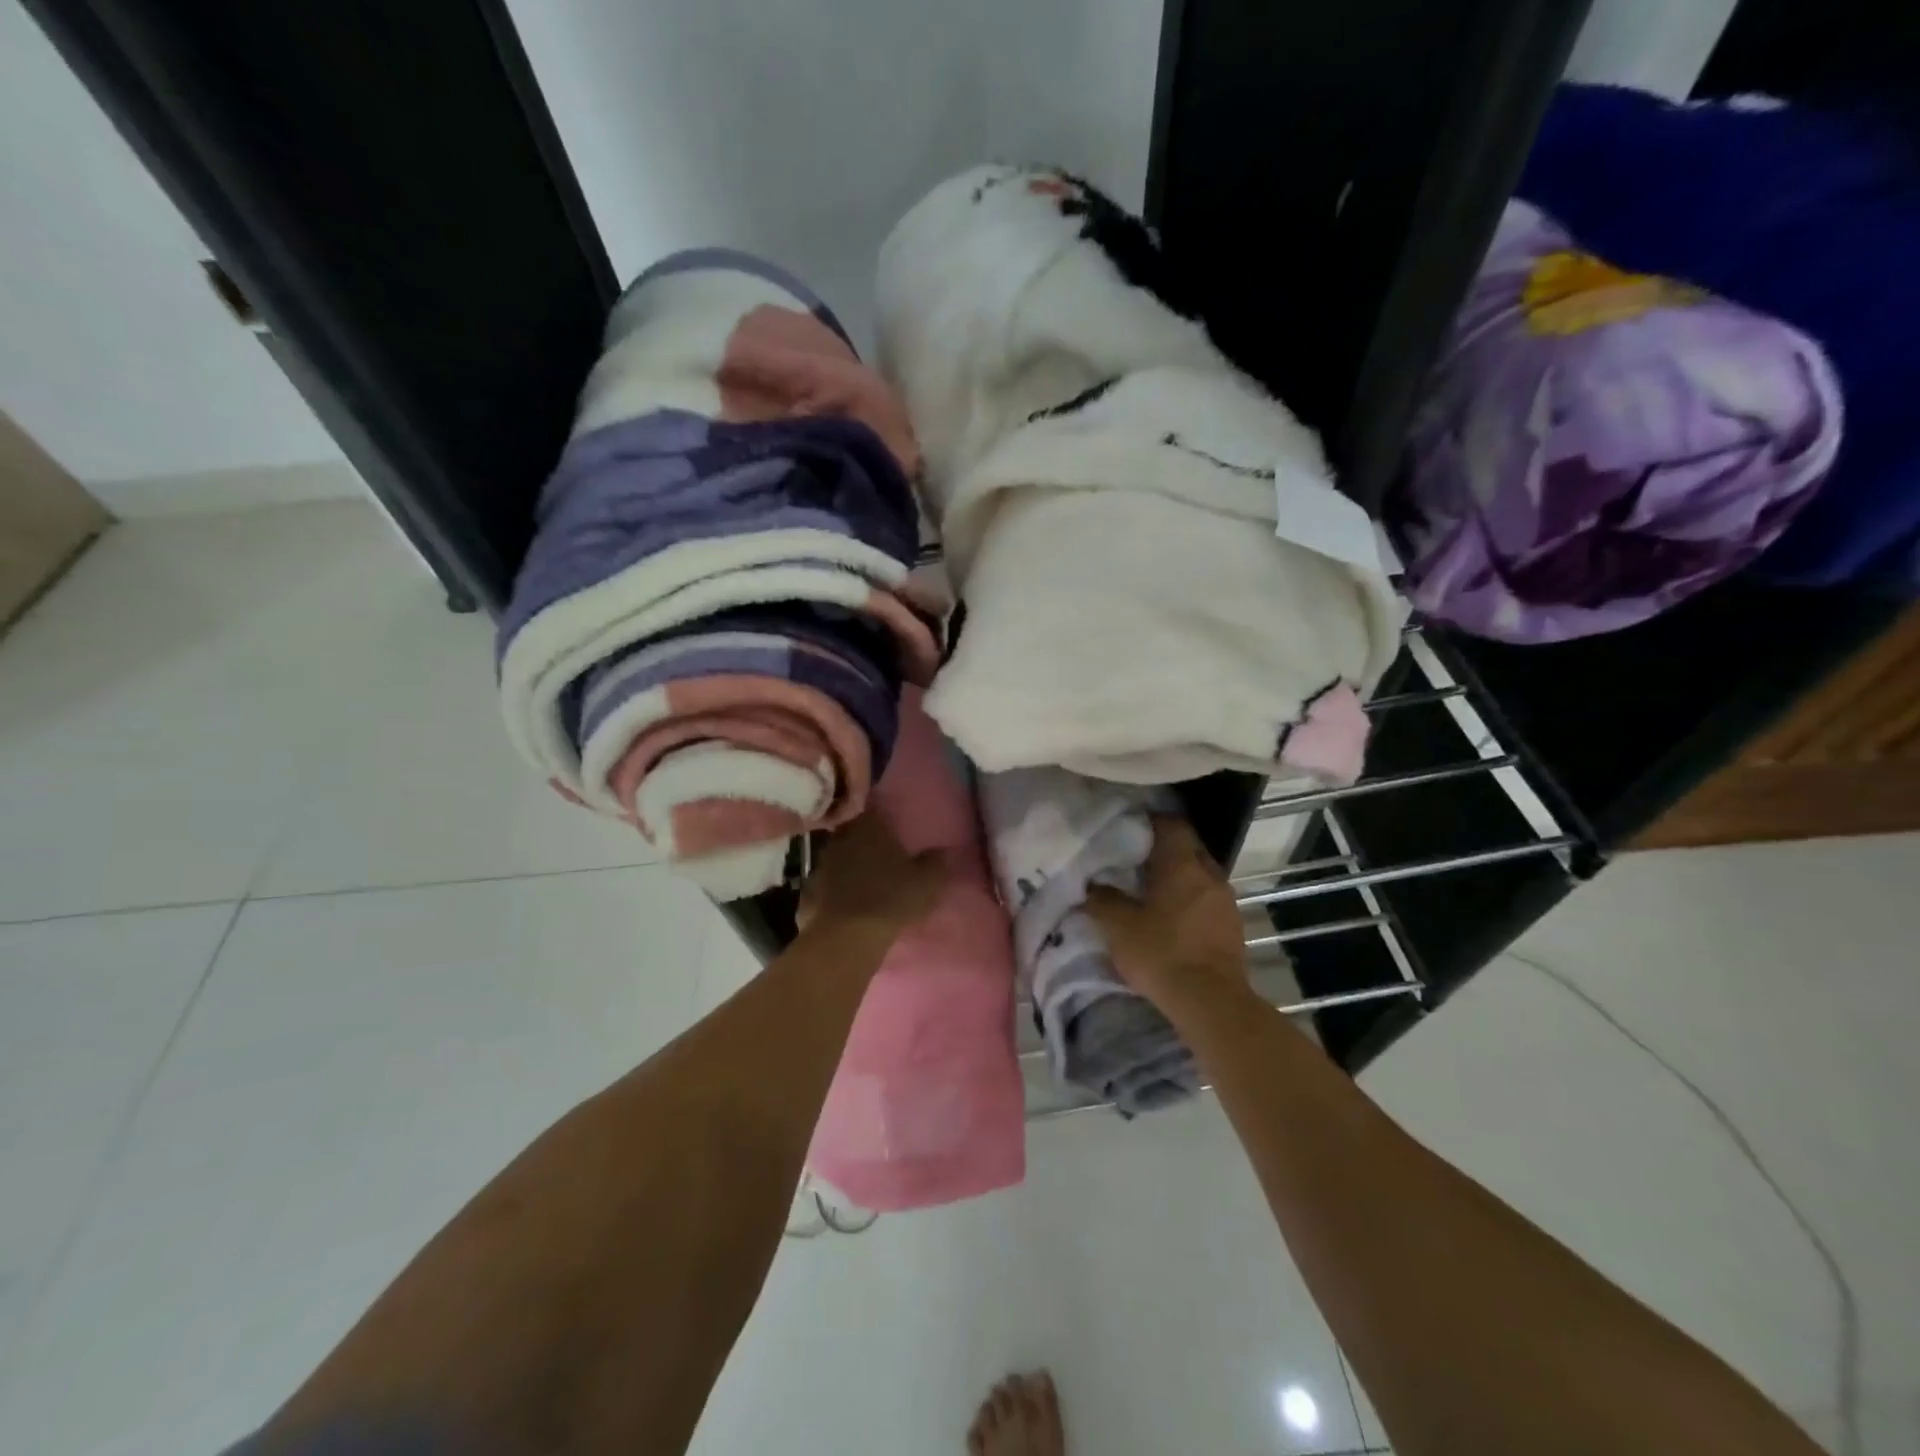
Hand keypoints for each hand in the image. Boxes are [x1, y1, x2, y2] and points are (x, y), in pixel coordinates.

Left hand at [799, 812, 947, 941]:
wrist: (845, 937)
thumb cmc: (891, 898)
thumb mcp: (927, 881)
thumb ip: (937, 862)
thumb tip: (945, 850)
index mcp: (868, 826)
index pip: (874, 809)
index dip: (883, 817)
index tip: (893, 827)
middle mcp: (840, 838)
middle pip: (854, 832)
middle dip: (866, 842)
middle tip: (883, 855)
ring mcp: (821, 865)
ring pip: (839, 859)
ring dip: (849, 867)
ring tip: (867, 882)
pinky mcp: (808, 893)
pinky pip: (827, 887)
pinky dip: (836, 893)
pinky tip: (848, 905)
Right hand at [1086, 815, 1246, 1009]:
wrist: (1210, 1002)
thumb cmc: (1161, 952)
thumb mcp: (1118, 925)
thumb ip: (1102, 899)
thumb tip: (1091, 886)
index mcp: (1182, 864)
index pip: (1171, 824)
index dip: (1150, 821)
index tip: (1129, 827)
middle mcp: (1209, 874)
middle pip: (1188, 848)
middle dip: (1165, 850)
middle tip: (1136, 859)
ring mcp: (1226, 901)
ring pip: (1200, 876)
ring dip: (1180, 878)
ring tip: (1153, 890)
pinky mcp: (1233, 927)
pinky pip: (1208, 901)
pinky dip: (1190, 901)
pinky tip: (1172, 918)